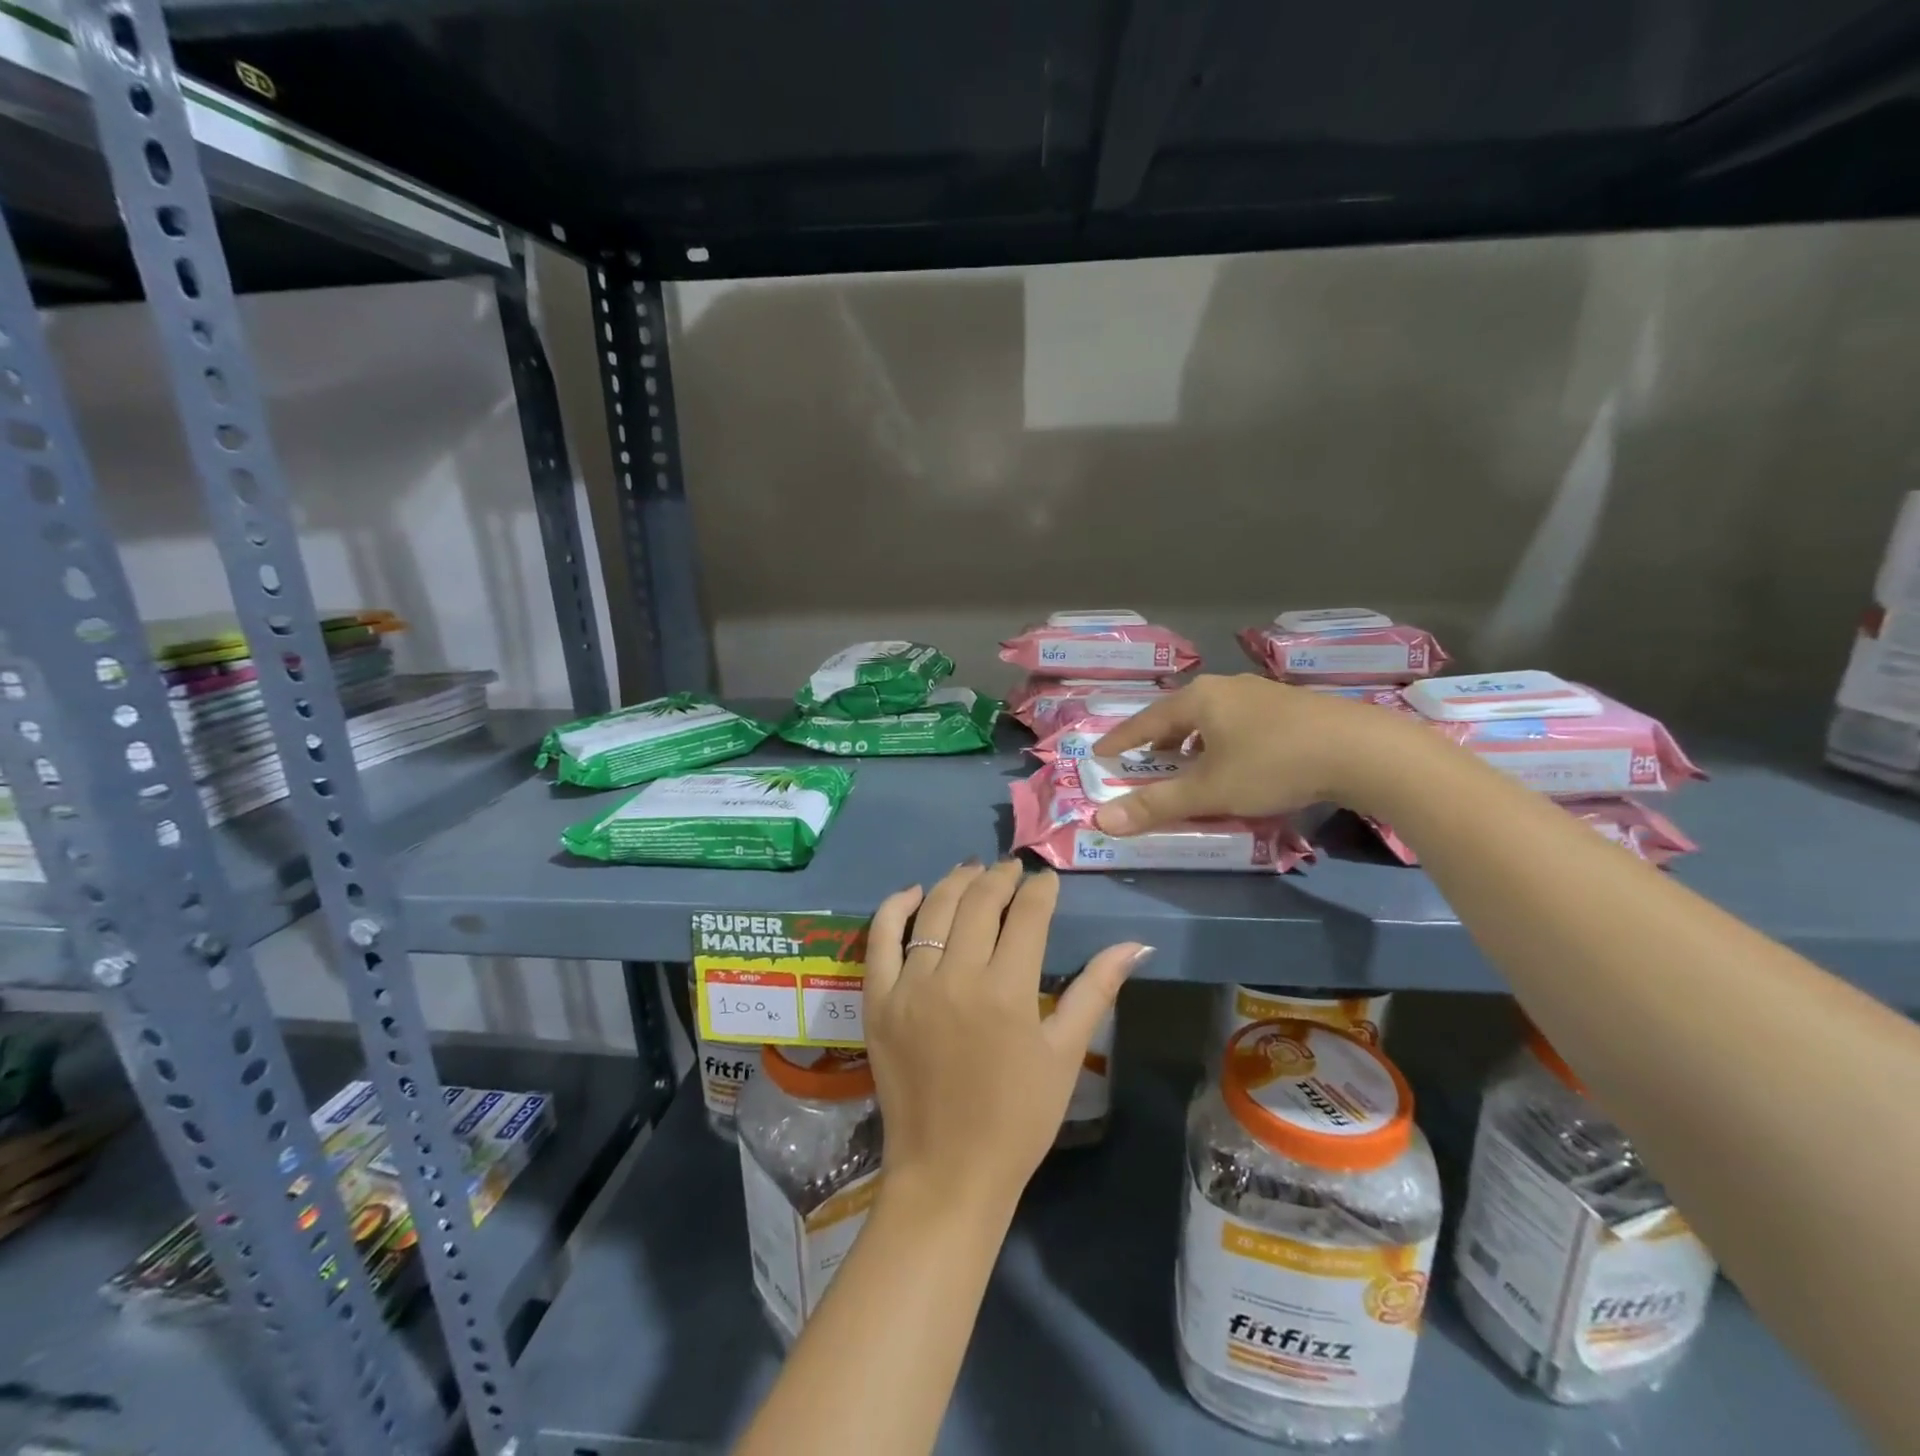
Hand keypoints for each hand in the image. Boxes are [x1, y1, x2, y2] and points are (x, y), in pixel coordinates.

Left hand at [863, 861, 1145, 1217]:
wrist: (948, 1172)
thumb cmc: (1018, 1118)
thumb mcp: (1065, 1055)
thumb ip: (1096, 991)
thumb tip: (1135, 944)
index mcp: (1008, 991)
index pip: (1027, 915)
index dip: (1040, 889)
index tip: (1047, 879)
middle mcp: (956, 977)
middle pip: (979, 902)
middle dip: (1001, 877)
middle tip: (1013, 869)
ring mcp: (910, 987)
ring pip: (933, 910)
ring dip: (956, 881)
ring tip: (974, 870)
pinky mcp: (878, 1001)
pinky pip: (880, 939)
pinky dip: (894, 907)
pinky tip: (914, 892)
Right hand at [1088, 673, 1412, 833]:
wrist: (1362, 751)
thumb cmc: (1273, 765)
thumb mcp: (1210, 791)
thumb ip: (1156, 805)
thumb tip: (1102, 821)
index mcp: (1199, 699)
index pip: (1146, 720)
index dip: (1121, 740)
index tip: (1100, 753)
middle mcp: (1227, 688)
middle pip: (1180, 715)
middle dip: (1159, 742)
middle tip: (1146, 765)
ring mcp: (1263, 694)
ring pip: (1213, 718)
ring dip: (1194, 743)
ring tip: (1191, 768)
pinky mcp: (1293, 707)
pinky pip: (1241, 723)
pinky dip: (1224, 743)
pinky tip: (1239, 764)